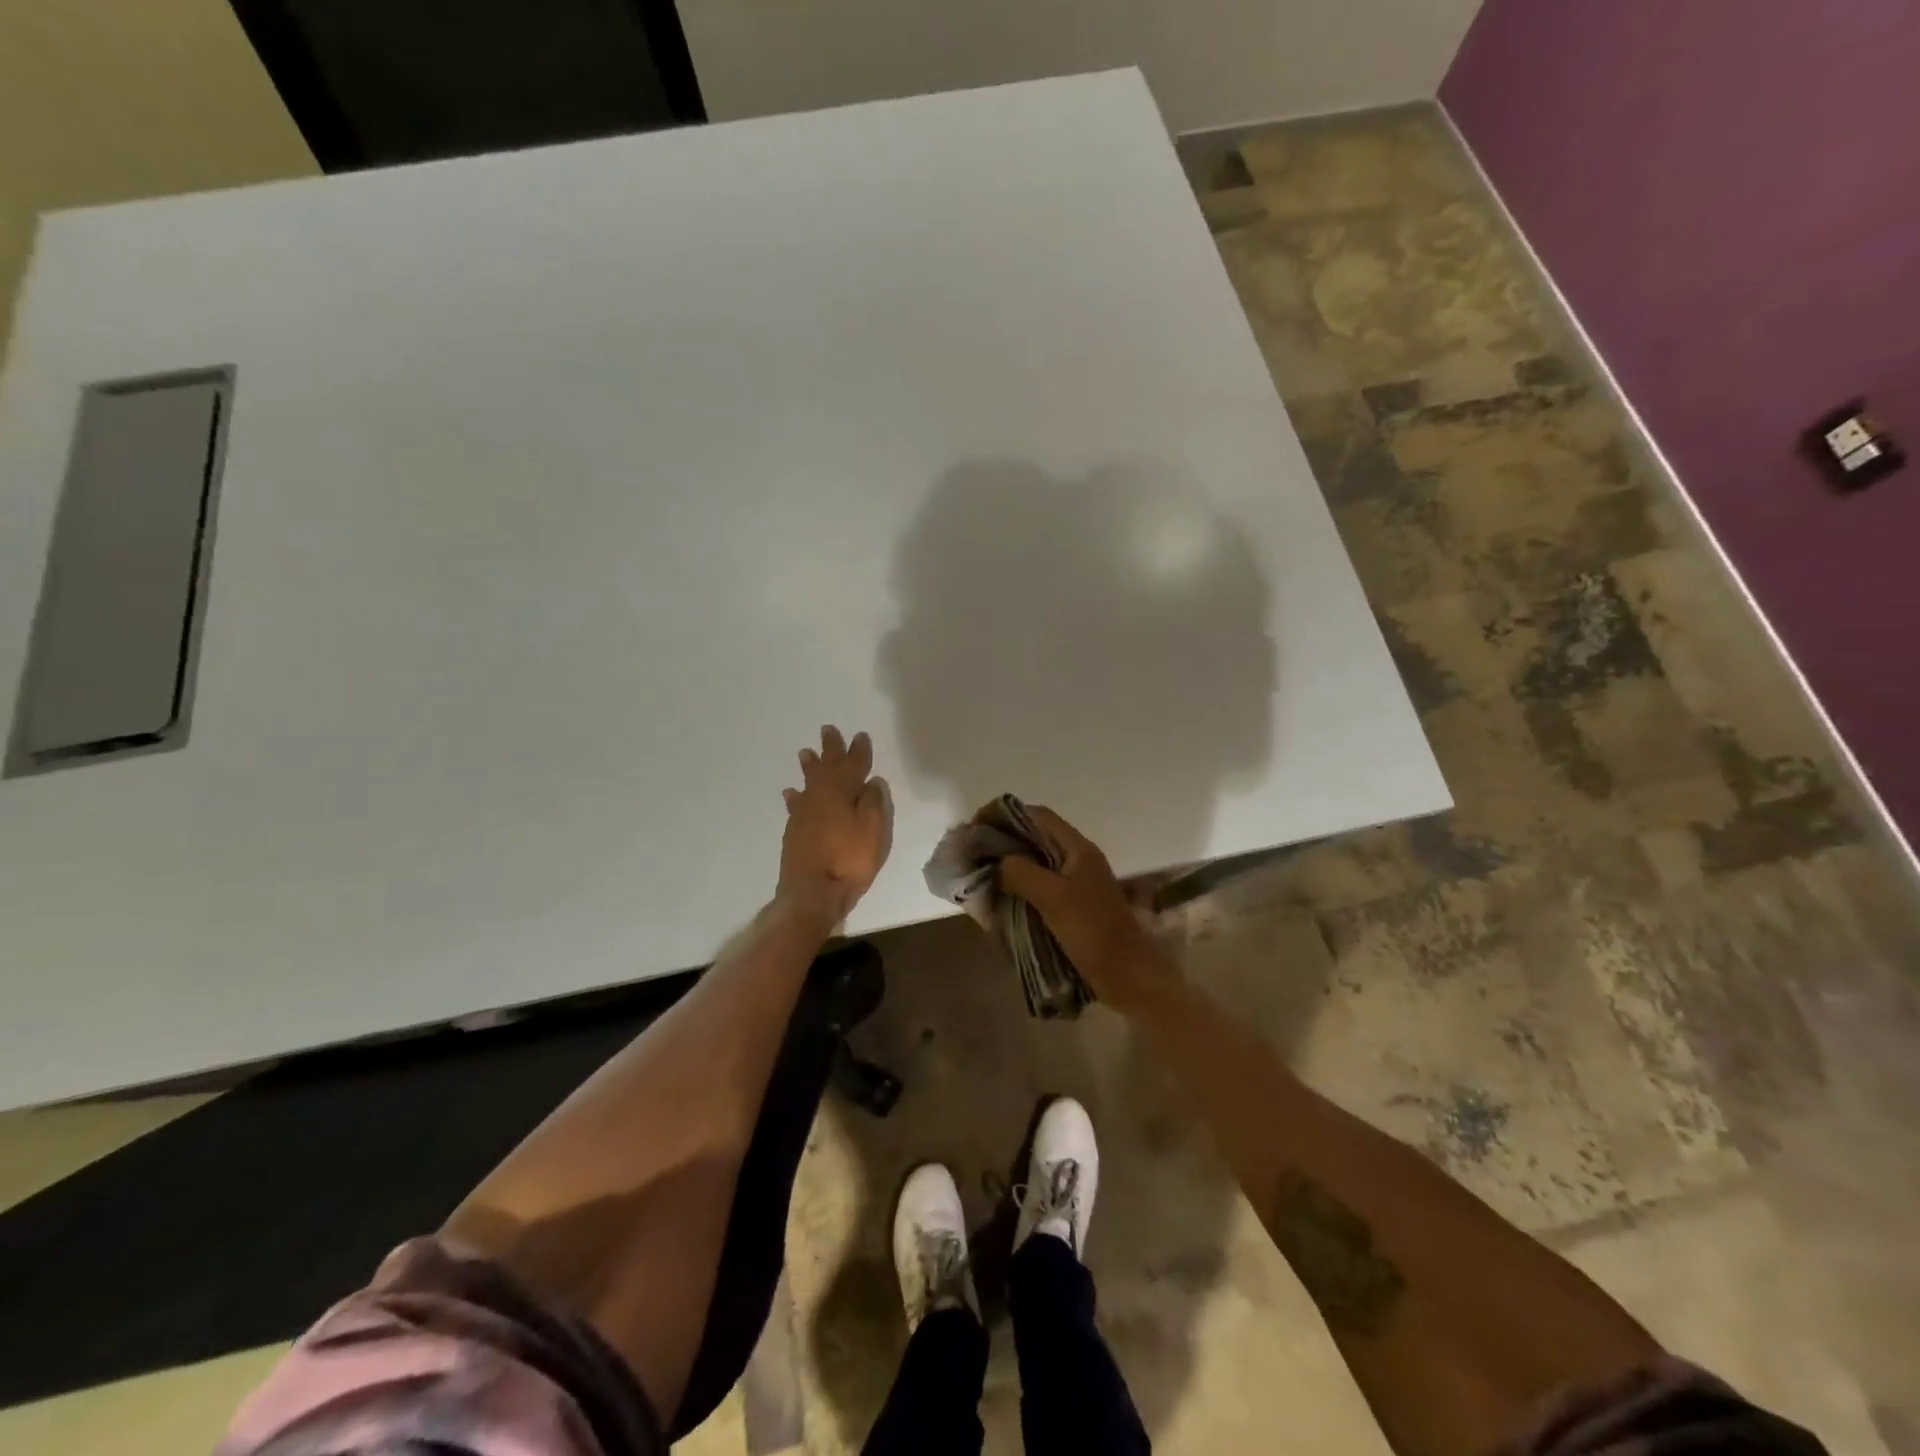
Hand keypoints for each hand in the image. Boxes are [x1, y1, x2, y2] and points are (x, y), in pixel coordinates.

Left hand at [779, 726, 892, 922]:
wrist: (812, 892)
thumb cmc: (849, 859)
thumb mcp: (873, 829)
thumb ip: (874, 802)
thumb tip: (871, 782)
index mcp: (842, 791)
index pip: (853, 764)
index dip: (858, 750)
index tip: (860, 736)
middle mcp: (820, 795)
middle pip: (826, 766)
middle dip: (830, 749)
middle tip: (828, 730)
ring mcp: (803, 813)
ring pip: (808, 782)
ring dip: (809, 766)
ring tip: (805, 753)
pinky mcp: (794, 830)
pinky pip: (796, 803)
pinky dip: (795, 795)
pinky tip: (791, 793)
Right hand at [991, 805, 1173, 1016]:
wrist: (1127, 975)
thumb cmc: (1093, 932)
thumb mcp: (1054, 898)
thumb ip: (1022, 873)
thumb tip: (997, 863)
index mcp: (1077, 849)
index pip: (1038, 816)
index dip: (1005, 814)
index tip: (976, 825)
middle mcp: (1076, 859)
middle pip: (1034, 837)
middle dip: (1002, 840)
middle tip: (973, 852)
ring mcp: (1075, 883)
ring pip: (1035, 862)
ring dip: (1008, 865)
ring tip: (980, 873)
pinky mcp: (1072, 906)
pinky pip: (1039, 886)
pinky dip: (1018, 886)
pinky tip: (999, 898)